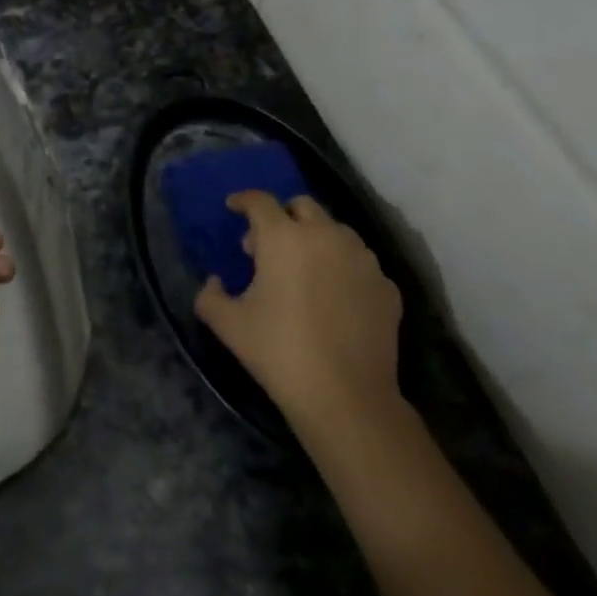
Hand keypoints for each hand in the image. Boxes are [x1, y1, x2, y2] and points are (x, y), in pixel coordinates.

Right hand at [194, 191, 402, 436]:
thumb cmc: (279, 351)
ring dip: (315, 239)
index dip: (243, 200)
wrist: (346, 396)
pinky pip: (359, 264)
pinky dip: (342, 268)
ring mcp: (362, 259)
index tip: (234, 207)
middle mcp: (325, 236)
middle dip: (282, 216)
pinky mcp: (386, 286)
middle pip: (302, 206)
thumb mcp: (228, 324)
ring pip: (336, 231)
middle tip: (267, 245)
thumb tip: (214, 282)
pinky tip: (333, 297)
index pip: (260, 202)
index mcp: (283, 238)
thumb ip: (210, 295)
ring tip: (303, 269)